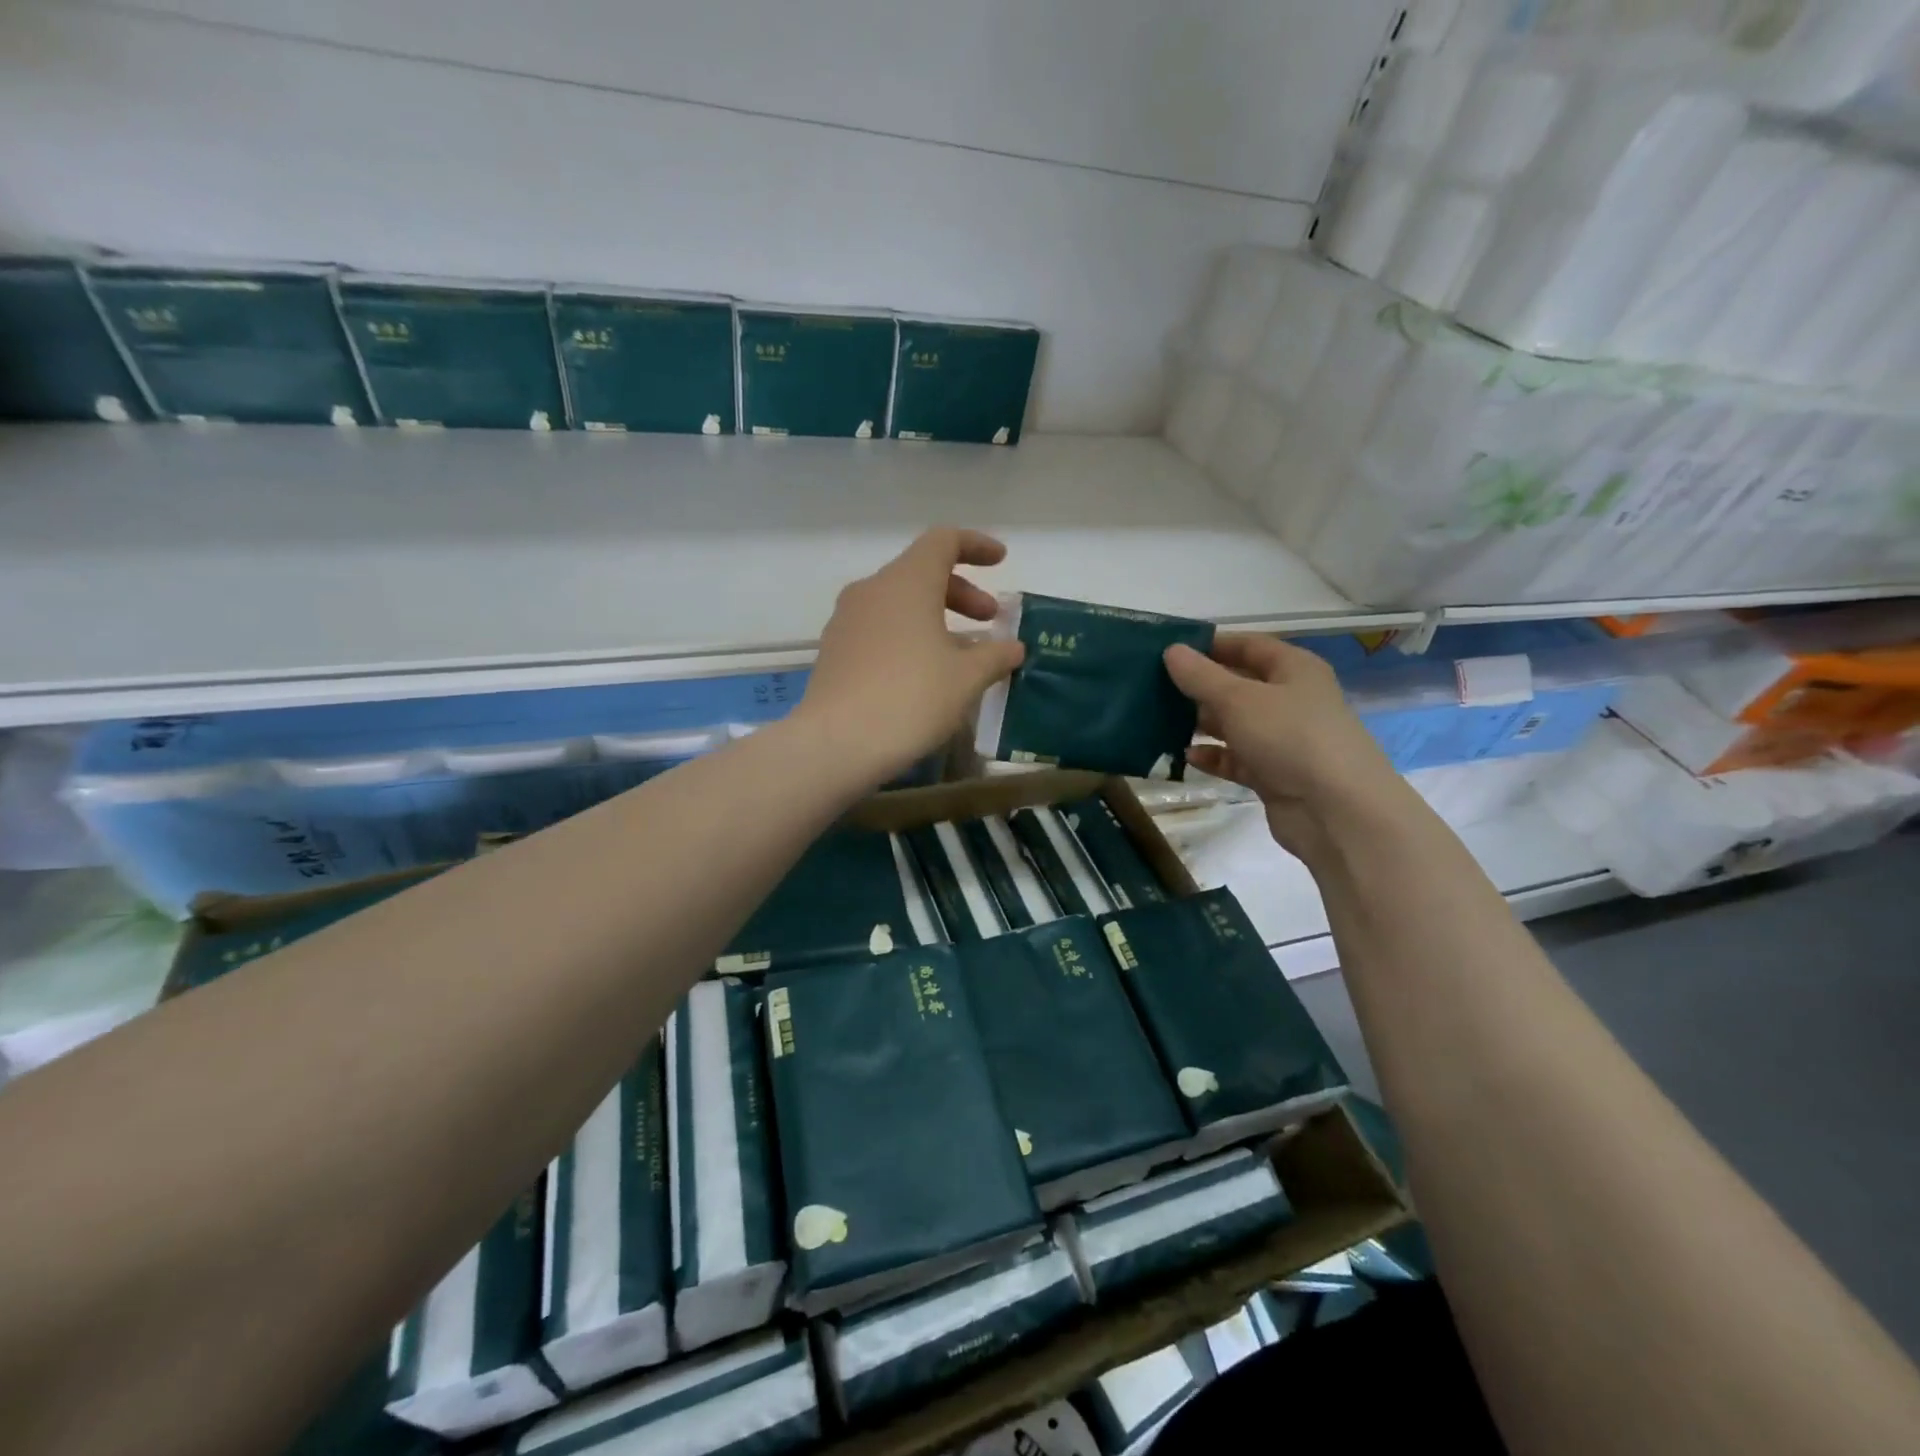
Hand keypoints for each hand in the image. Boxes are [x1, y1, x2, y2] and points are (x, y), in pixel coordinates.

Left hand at [796, 527, 1025, 781]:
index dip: (976, 546)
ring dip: (935, 617)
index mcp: (907, 582)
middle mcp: (872, 590)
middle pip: (921, 572)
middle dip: (961, 592)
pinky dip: (909, 636)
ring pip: (899, 603)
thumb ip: (995, 655)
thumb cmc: (911, 698)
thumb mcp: (966, 678)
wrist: (837, 743)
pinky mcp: (835, 650)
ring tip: (961, 653)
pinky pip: (880, 628)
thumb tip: (1012, 647)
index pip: (943, 541)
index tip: (1000, 562)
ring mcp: (847, 620)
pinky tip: (925, 673)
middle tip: (989, 621)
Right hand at [1164, 633, 1409, 859]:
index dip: (1211, 645)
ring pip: (1235, 724)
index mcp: (1294, 669)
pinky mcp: (1274, 774)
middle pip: (1239, 685)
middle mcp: (1291, 700)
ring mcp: (1283, 739)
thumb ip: (1201, 676)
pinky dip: (1214, 756)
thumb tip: (1171, 650)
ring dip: (1202, 724)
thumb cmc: (1290, 738)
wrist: (1337, 811)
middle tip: (1155, 688)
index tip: (1170, 651)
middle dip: (1200, 687)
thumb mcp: (1239, 699)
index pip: (1248, 645)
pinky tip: (1186, 757)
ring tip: (1161, 722)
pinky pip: (1236, 758)